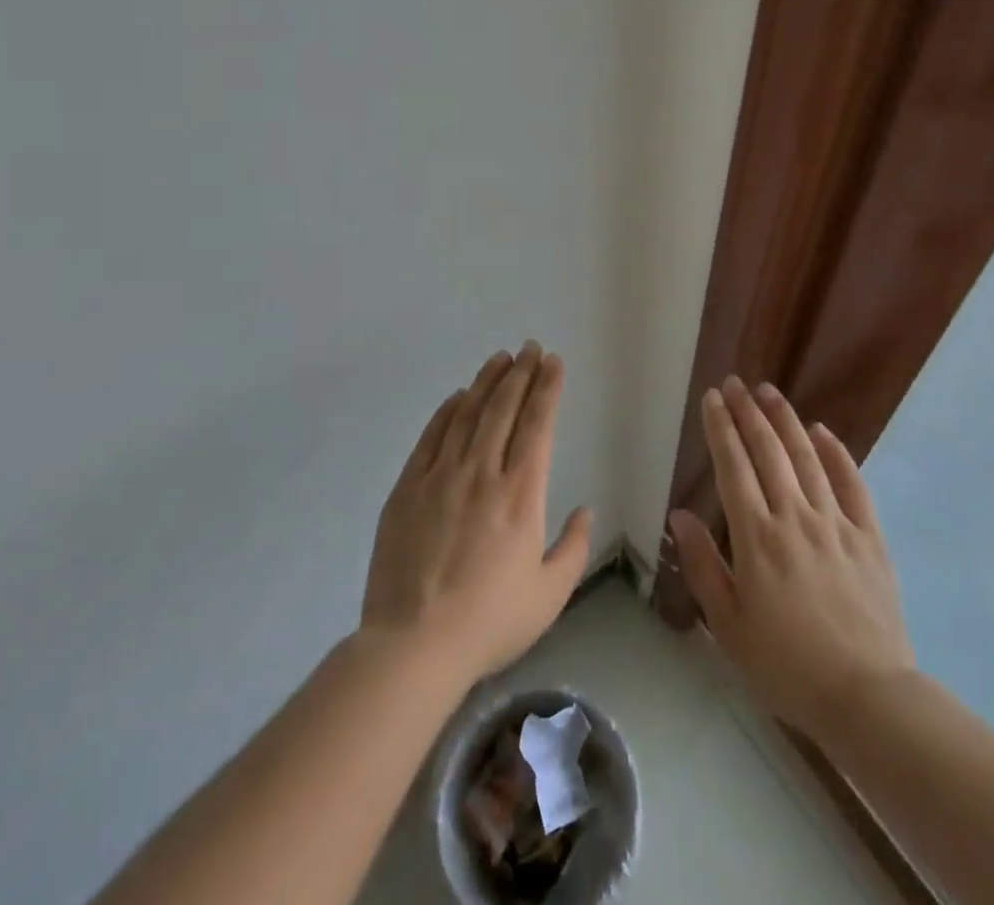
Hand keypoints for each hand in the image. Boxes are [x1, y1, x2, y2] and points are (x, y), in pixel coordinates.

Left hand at [361, 343, 593, 687]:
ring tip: (500, 358)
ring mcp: (441, 476)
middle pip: (504, 409)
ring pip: (468, 414)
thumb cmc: (490, 622)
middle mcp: (482, 473)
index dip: (547, 388)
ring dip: (487, 382)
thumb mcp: (550, 595)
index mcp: (520, 494)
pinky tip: (458, 397)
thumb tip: (585, 510)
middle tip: (530, 348)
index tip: (553, 362)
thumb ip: (574, 548)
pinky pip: (431, 437)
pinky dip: (447, 411)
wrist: (414, 644)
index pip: (538, 425)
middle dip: (521, 373)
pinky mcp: (408, 488)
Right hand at [669, 377, 917, 740]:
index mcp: (757, 537)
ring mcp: (835, 522)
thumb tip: (679, 515)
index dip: (721, 428)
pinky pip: (852, 483)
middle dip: (748, 412)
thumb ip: (704, 565)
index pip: (734, 466)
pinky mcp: (869, 536)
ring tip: (770, 392)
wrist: (866, 696)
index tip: (713, 399)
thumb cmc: (786, 665)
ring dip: (786, 420)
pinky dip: (836, 453)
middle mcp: (794, 517)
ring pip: (807, 457)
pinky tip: (822, 431)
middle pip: (768, 451)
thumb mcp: (728, 626)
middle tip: (736, 383)